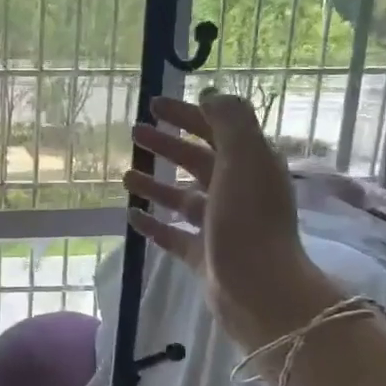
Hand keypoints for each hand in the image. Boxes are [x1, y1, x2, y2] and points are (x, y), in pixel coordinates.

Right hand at [126, 93, 337, 349]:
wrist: (259, 290)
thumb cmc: (248, 220)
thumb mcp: (244, 158)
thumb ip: (229, 120)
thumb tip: (209, 94)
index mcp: (251, 166)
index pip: (217, 129)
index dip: (187, 113)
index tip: (154, 104)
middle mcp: (237, 192)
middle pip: (198, 161)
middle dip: (167, 145)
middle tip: (135, 133)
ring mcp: (220, 226)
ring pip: (183, 197)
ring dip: (156, 184)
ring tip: (126, 175)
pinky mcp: (204, 256)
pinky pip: (174, 234)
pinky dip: (154, 224)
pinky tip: (132, 217)